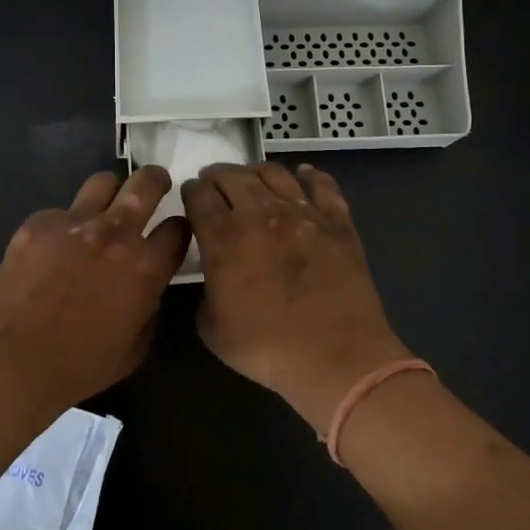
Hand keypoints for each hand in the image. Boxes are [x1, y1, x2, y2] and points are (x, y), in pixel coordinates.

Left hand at [0, 166, 188, 415]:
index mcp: (144, 267)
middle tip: (154, 186)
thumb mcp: (135, 347)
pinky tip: (52, 249)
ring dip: (110, 194)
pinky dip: (64, 225)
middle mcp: (114, 233)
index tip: (173, 233)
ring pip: (103, 182)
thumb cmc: (80, 366)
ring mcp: (74, 222)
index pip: (178, 228)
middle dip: (156, 180)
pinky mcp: (38, 223)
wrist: (13, 361)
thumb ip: (149, 306)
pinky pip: (59, 212)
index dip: (180, 229)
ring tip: (103, 209)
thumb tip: (145, 287)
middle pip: (147, 183)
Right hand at [183, 162, 414, 432]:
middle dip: (216, 175)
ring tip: (250, 178)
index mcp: (225, 238)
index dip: (191, 191)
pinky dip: (309, 175)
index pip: (199, 196)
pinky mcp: (337, 220)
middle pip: (232, 176)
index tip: (190, 194)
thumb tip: (213, 272)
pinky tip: (303, 175)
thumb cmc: (269, 349)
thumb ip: (204, 290)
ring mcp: (303, 213)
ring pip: (273, 172)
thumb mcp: (212, 329)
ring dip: (254, 171)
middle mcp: (261, 214)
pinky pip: (322, 184)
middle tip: (213, 182)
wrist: (338, 359)